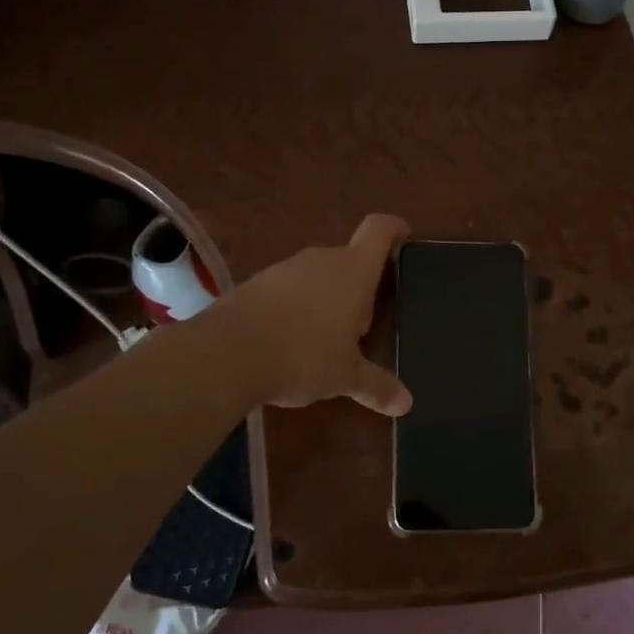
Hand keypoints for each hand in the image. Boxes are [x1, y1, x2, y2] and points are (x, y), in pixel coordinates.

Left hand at [224, 214, 412, 416]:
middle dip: (361, 287)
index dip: (395, 229)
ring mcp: (285, 268)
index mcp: (353, 271)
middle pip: (350, 258)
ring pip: (318, 274)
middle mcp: (321, 259)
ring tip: (327, 340)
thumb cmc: (302, 356)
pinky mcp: (255, 283)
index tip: (404, 241)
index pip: (379, 229)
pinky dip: (296, 307)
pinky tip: (290, 342)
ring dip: (327, 298)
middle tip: (364, 326)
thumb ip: (377, 386)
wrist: (226, 354)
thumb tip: (407, 404)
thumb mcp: (345, 377)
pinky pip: (288, 288)